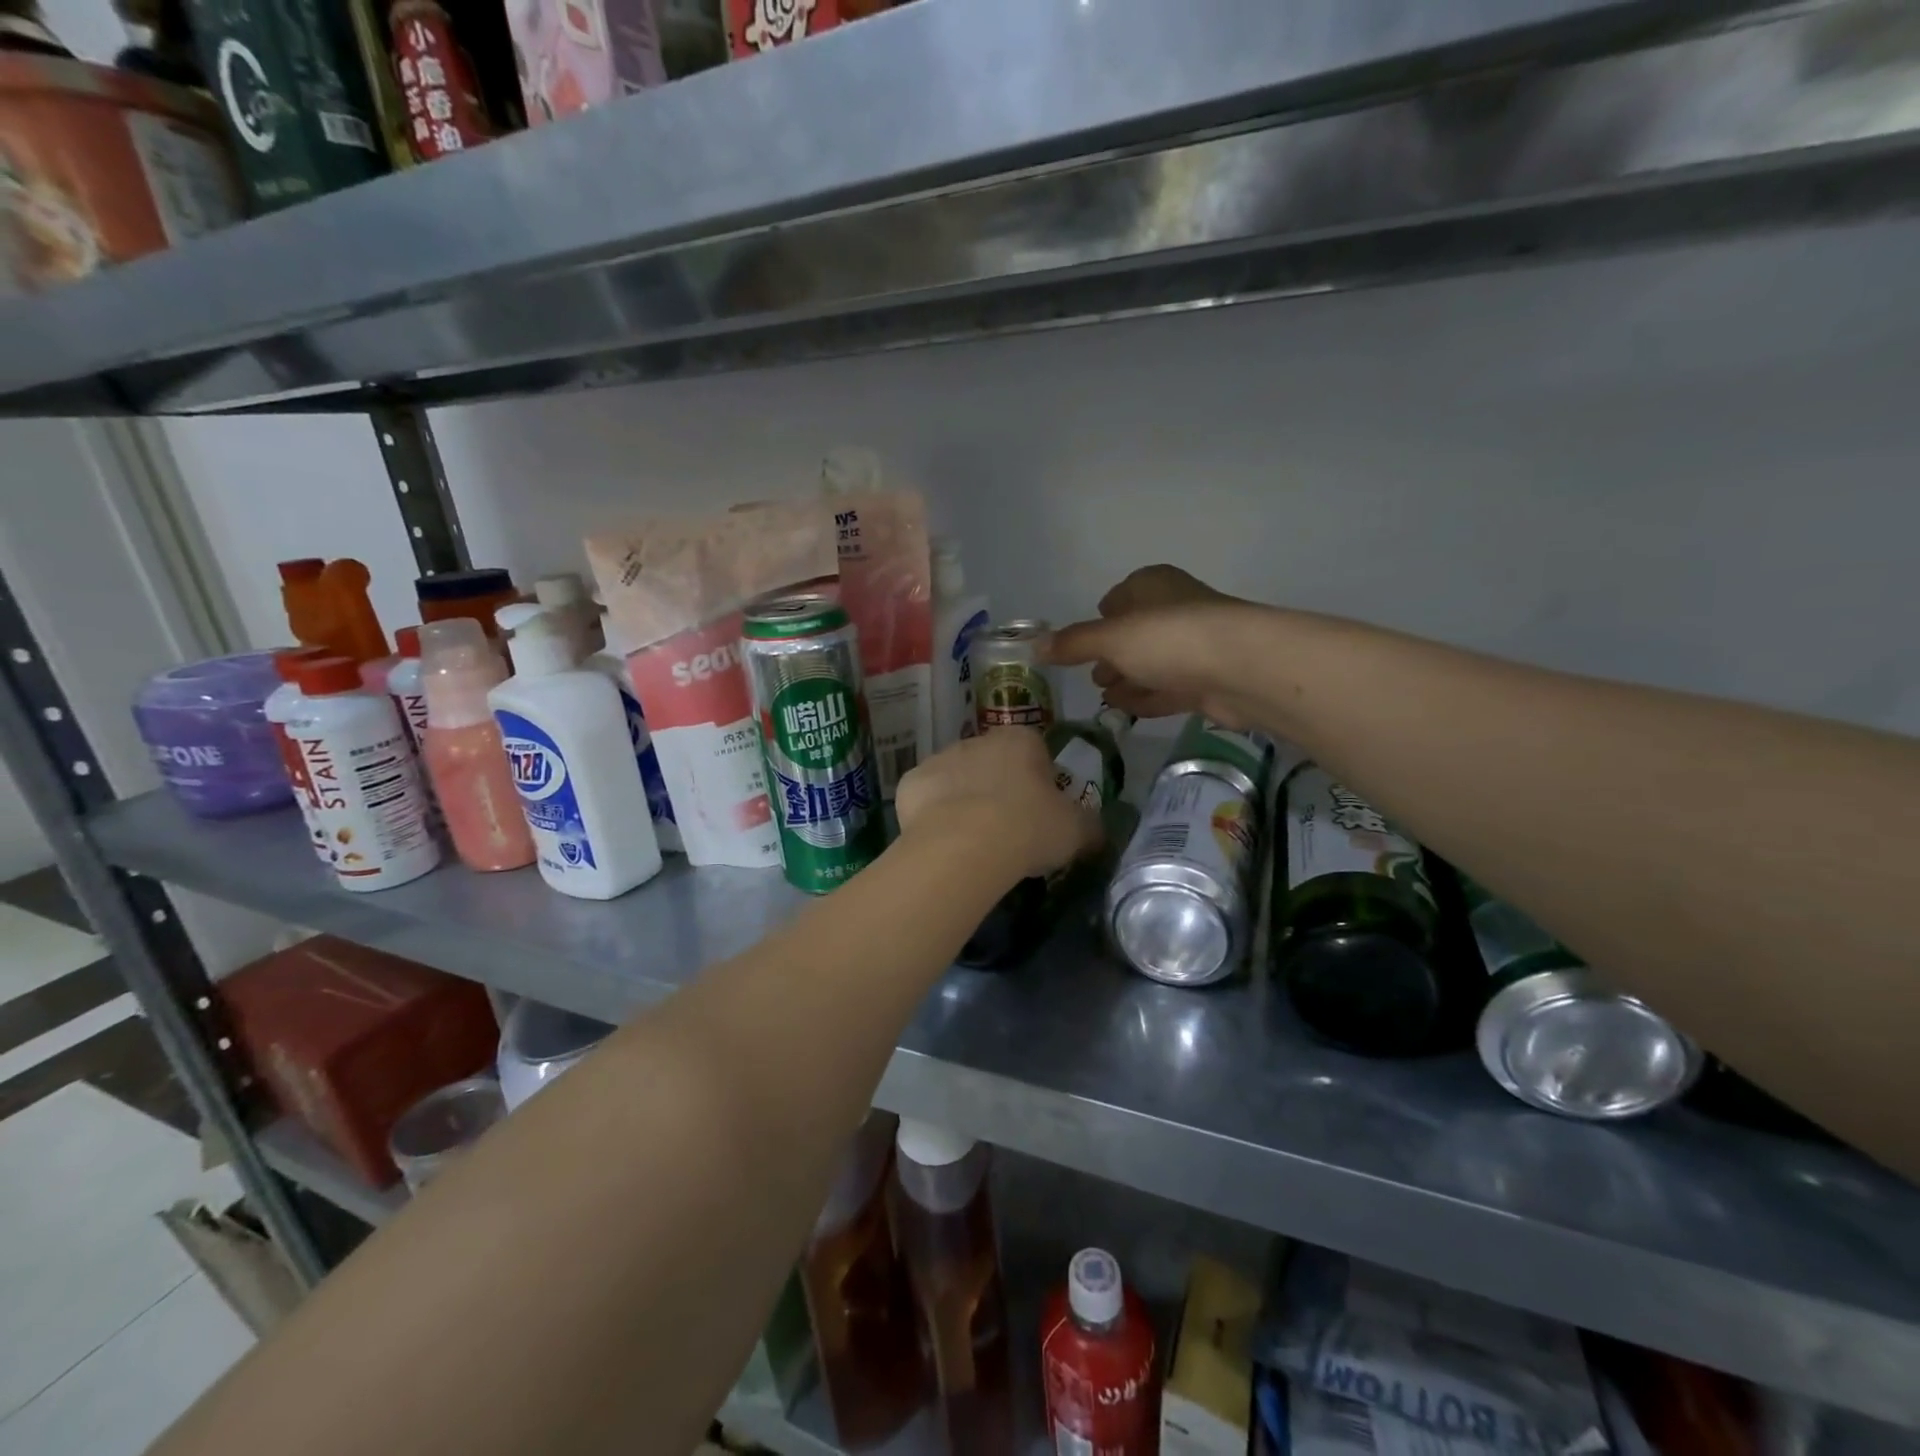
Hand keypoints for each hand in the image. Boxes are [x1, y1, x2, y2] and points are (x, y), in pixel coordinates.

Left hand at [894, 730, 1101, 880]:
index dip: (1038, 781)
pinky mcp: (910, 784)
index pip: (1035, 751)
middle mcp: (977, 739)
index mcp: (1021, 740)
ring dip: (963, 800)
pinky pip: (926, 799)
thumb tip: (1096, 830)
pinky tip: (943, 843)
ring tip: (972, 841)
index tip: (1040, 812)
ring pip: (956, 779)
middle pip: (992, 762)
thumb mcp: (1077, 831)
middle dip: (998, 788)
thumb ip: (1089, 825)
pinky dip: (933, 816)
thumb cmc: (1029, 828)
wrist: (964, 845)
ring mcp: (939, 758)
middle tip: (1007, 829)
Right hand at [1044, 565, 1260, 726]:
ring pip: (1152, 662)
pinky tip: (1126, 709)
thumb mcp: (1110, 638)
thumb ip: (1073, 644)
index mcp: (1152, 585)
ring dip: (1128, 678)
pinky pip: (1168, 687)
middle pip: (1135, 632)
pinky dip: (1147, 696)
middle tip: (1091, 676)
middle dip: (1112, 654)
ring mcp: (1194, 646)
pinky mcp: (1207, 680)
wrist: (1242, 669)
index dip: (1100, 619)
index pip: (1119, 597)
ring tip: (1104, 696)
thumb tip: (1035, 647)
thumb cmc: (1169, 639)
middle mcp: (1174, 609)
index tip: (1080, 645)